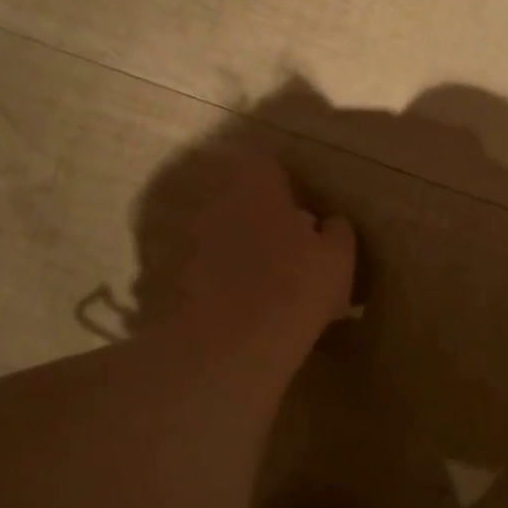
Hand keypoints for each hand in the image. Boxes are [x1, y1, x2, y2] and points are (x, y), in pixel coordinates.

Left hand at [148, 150, 356, 361]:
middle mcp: (215, 201)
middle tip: (290, 248)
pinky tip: (243, 308)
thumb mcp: (338, 258)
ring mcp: (187, 239)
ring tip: (268, 283)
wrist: (228, 345)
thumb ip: (337, 231)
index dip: (287, 183)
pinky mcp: (170, 277)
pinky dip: (220, 281)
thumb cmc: (295, 285)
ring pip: (220, 235)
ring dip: (240, 250)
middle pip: (239, 198)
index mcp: (256, 184)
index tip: (304, 209)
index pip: (267, 163)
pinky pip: (203, 270)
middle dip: (262, 217)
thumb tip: (329, 222)